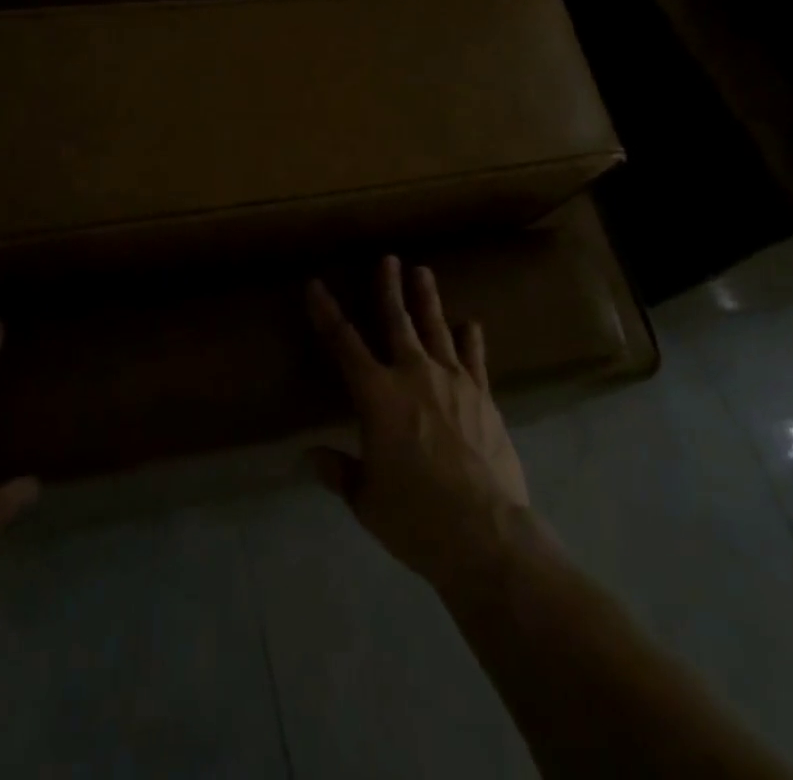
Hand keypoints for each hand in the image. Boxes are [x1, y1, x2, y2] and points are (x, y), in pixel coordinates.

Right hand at [307, 256, 530, 592]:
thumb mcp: (367, 499)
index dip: (327, 312)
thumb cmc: (416, 517)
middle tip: (389, 259)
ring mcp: (453, 381)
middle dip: (389, 288)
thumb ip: (339, 471)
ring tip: (423, 271)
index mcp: (377, 396)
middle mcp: (414, 375)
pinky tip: (470, 324)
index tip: (316, 285)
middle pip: (397, 321)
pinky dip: (470, 339)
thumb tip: (308, 456)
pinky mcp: (483, 396)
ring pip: (436, 328)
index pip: (344, 344)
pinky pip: (474, 358)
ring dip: (427, 299)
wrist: (485, 532)